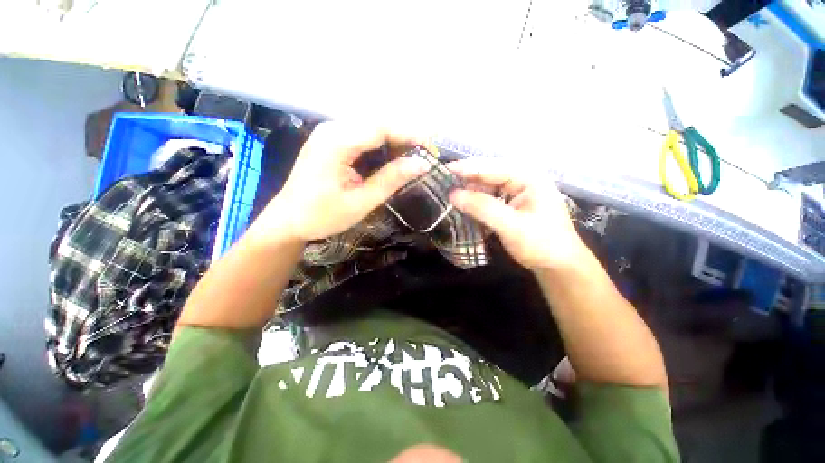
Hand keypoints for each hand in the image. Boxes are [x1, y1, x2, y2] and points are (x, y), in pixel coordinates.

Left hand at [260, 122, 429, 241]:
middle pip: (378, 124)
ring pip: (372, 128)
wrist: (288, 220)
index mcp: (336, 142)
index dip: (411, 136)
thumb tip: (422, 164)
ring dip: (395, 142)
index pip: (382, 128)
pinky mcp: (331, 140)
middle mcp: (332, 129)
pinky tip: (390, 160)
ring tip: (411, 161)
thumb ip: (391, 180)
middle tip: (424, 158)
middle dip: (405, 138)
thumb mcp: (361, 202)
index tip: (431, 151)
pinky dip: (381, 146)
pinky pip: (363, 136)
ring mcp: (330, 132)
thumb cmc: (322, 216)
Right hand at [448, 159, 587, 270]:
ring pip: (486, 185)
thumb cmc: (540, 244)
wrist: (557, 265)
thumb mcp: (511, 226)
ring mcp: (517, 191)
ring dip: (469, 191)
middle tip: (443, 183)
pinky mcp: (511, 203)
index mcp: (529, 177)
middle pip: (488, 173)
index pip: (492, 167)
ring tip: (449, 194)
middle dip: (466, 178)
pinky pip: (489, 197)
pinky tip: (464, 204)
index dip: (466, 168)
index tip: (443, 171)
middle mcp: (523, 179)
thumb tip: (453, 194)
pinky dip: (476, 201)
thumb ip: (482, 208)